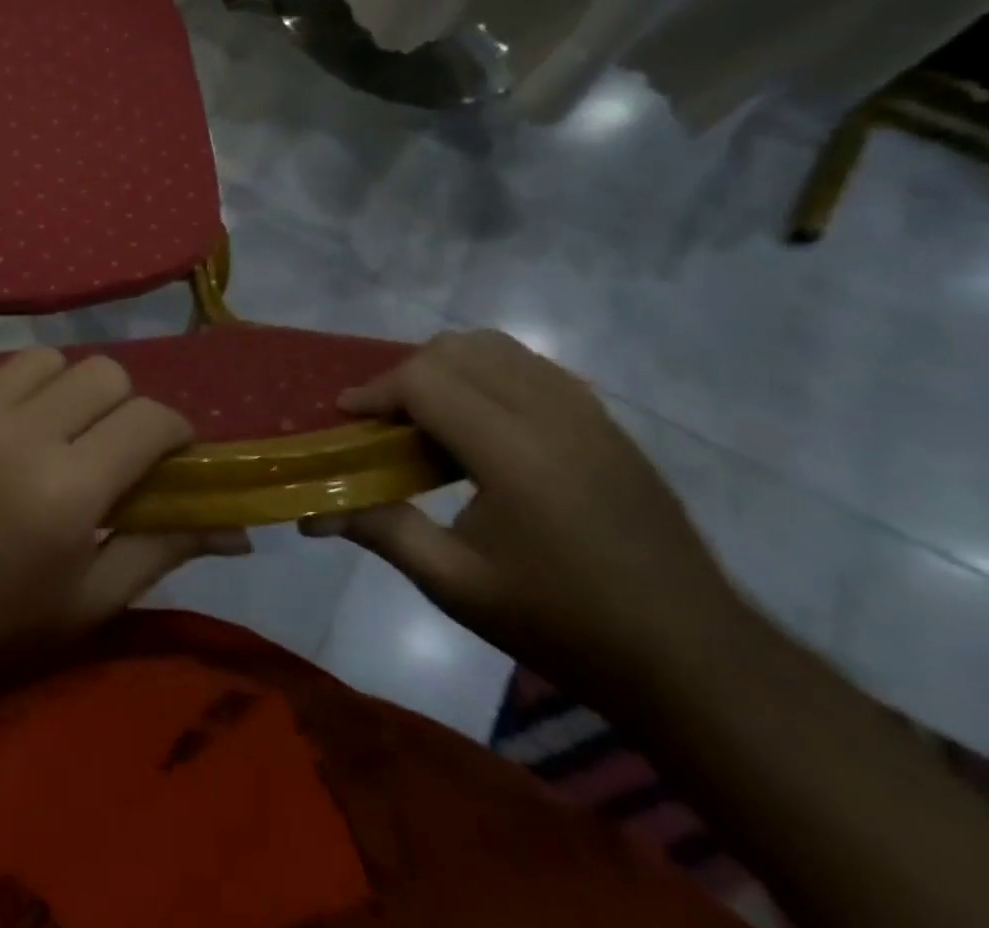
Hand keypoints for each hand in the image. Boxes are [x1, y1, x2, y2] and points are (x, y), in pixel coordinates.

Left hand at [0, 348, 248, 667]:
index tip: (168, 451)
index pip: (149, 419)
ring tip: (42, 430)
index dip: (172, 430)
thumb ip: (161, 548)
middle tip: (104, 442)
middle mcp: (19, 433)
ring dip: (57, 391)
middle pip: (100, 372)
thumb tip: (235, 525)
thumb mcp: (91, 602)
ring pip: (40, 360)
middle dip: (118, 404)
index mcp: (69, 488)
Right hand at [303, 330, 742, 694]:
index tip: (348, 416)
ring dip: (449, 367)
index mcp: (514, 453)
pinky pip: (532, 366)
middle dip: (407, 374)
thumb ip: (381, 530)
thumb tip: (312, 512)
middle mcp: (551, 415)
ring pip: (497, 347)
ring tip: (432, 417)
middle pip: (457, 349)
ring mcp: (587, 413)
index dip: (376, 391)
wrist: (694, 660)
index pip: (425, 380)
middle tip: (388, 422)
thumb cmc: (562, 624)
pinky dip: (490, 374)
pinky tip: (485, 426)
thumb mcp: (456, 584)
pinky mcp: (607, 422)